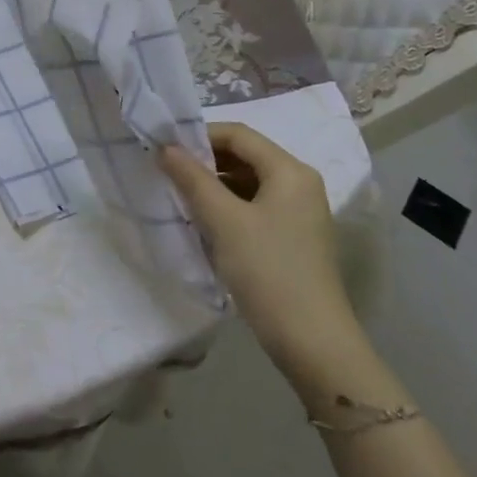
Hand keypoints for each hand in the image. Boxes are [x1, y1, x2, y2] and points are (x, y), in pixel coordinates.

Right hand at [161, 123, 366, 388]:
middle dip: (205, 160)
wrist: (312, 341)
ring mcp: (299, 213)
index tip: (164, 148)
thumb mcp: (223, 221)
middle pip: (245, 156)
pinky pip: (255, 207)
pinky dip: (228, 207)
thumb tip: (164, 148)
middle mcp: (300, 184)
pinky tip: (204, 223)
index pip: (239, 134)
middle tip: (167, 172)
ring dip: (214, 185)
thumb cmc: (268, 270)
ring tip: (180, 197)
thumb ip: (192, 179)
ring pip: (248, 183)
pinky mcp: (293, 238)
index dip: (199, 135)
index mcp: (290, 171)